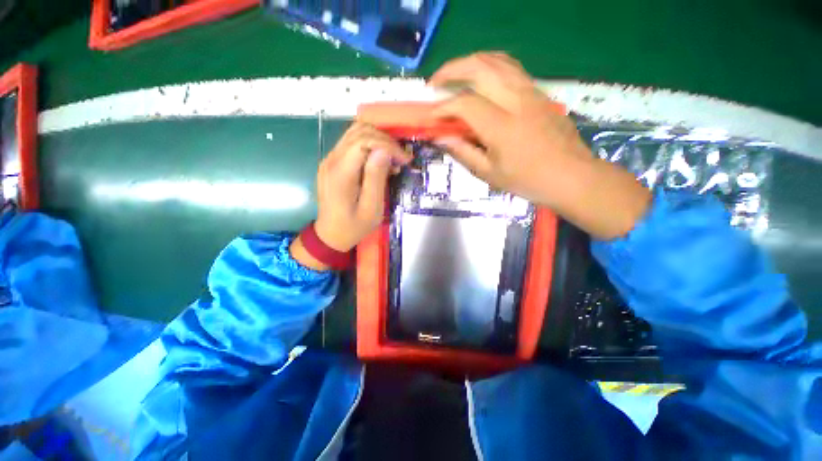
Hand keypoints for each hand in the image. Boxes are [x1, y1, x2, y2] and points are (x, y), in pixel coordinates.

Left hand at [291, 123, 410, 269]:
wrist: (330, 235)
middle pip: (359, 131)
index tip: (405, 160)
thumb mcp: (371, 208)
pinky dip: (370, 146)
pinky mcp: (333, 162)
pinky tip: (381, 162)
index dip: (387, 145)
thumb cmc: (354, 226)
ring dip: (378, 141)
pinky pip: (352, 143)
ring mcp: (330, 159)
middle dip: (385, 140)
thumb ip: (376, 178)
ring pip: (355, 133)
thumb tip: (384, 151)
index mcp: (340, 173)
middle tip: (401, 159)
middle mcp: (331, 160)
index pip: (363, 140)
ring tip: (393, 159)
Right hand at [430, 52, 650, 239]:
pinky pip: (510, 67)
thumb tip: (441, 137)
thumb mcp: (489, 174)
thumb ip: (463, 152)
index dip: (443, 107)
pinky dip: (489, 66)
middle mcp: (516, 100)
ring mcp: (530, 91)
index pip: (465, 104)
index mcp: (501, 127)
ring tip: (454, 75)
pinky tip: (480, 78)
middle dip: (451, 70)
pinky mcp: (539, 91)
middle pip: (480, 67)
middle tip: (434, 83)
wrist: (572, 175)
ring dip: (470, 63)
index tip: (431, 116)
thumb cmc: (528, 180)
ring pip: (496, 60)